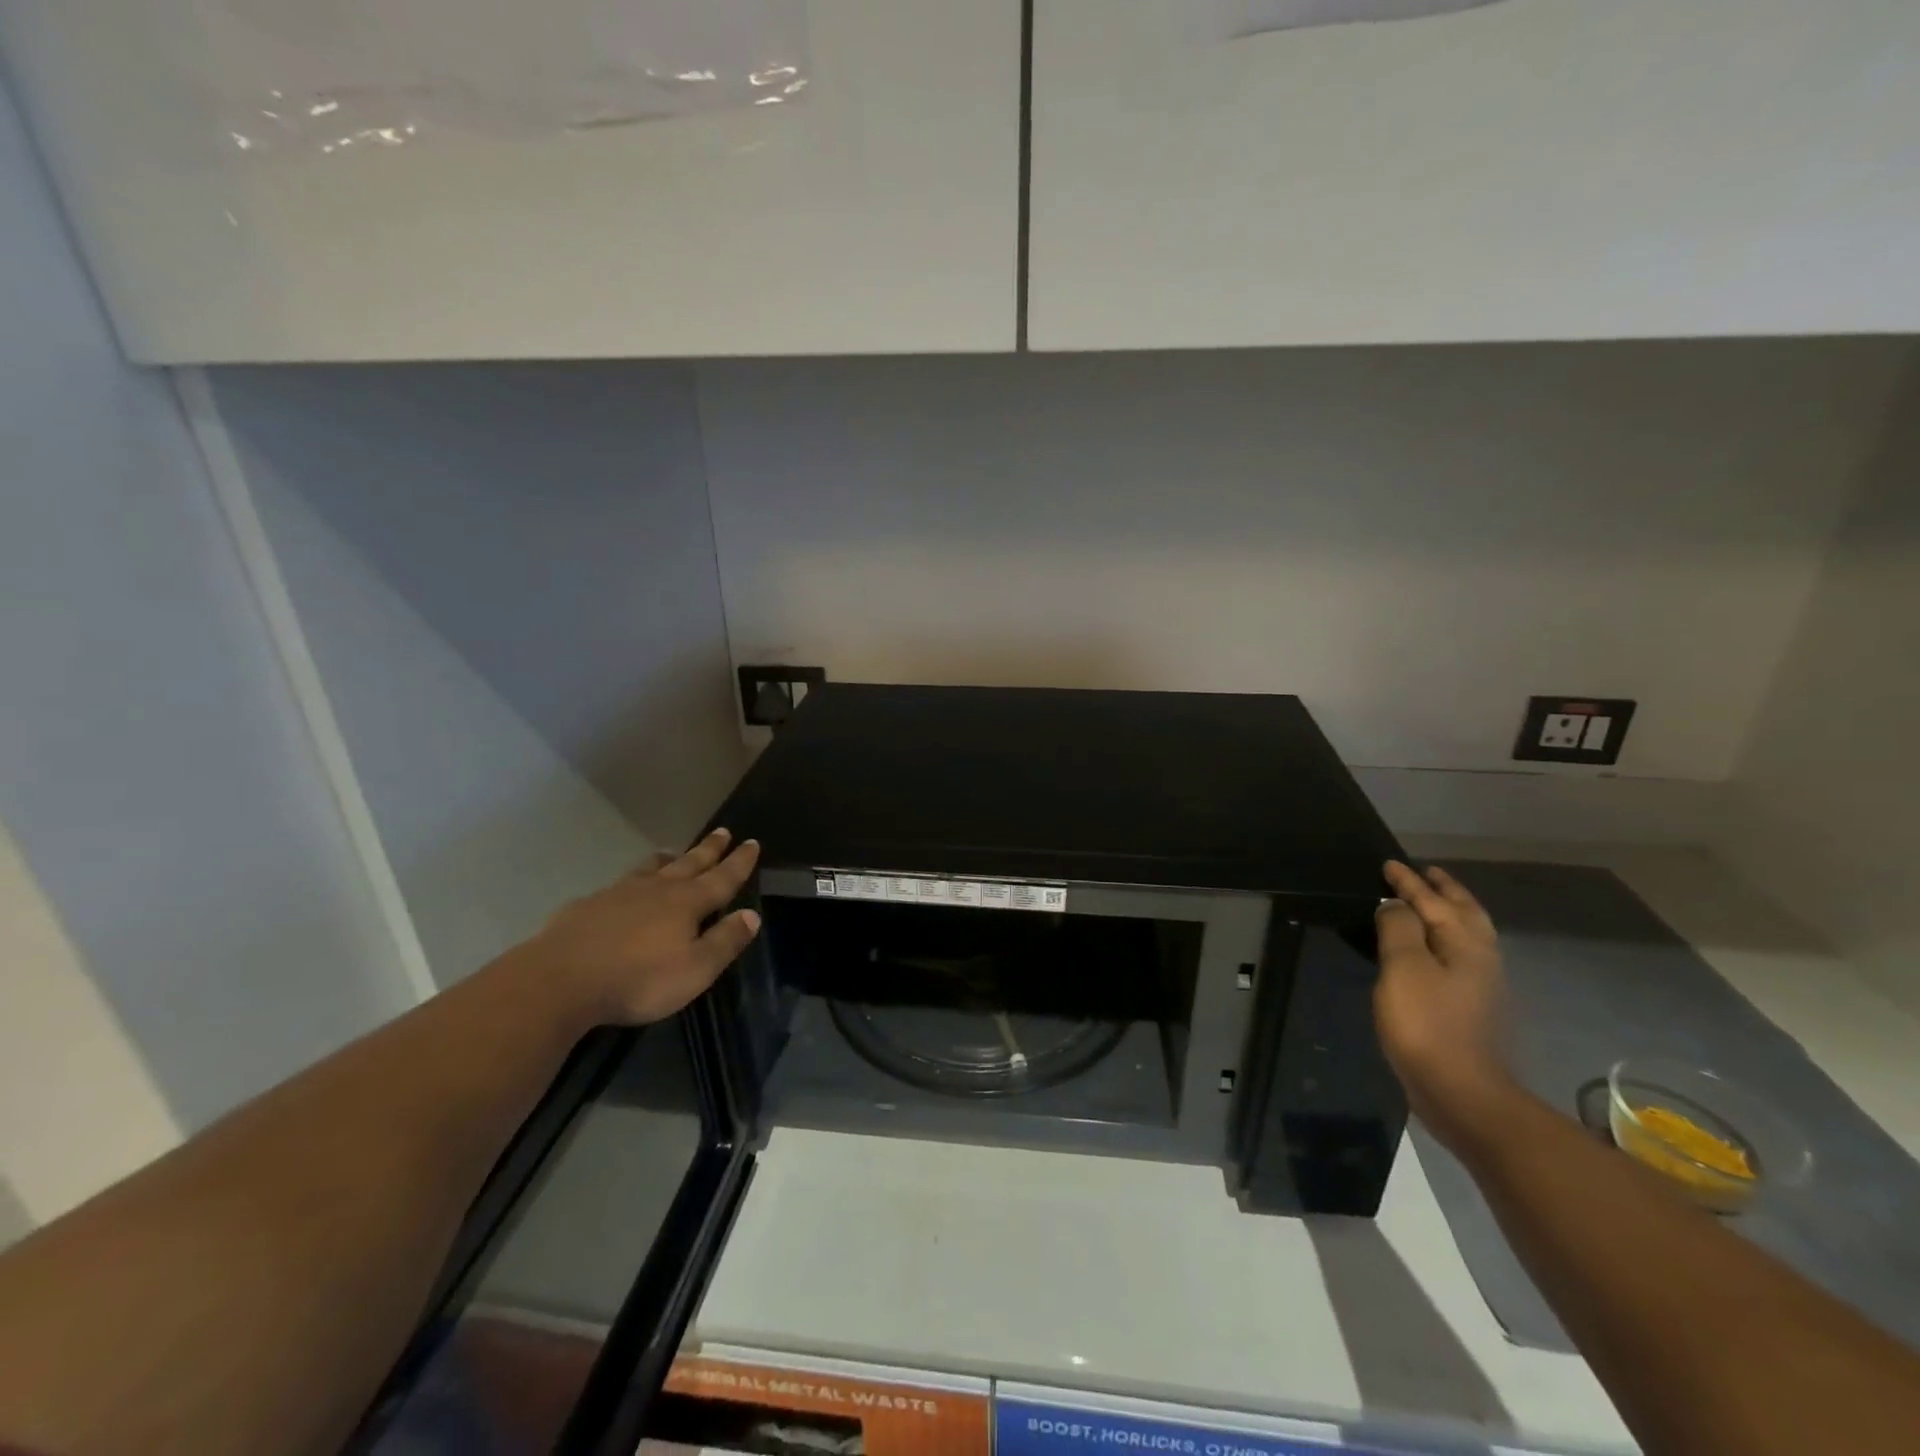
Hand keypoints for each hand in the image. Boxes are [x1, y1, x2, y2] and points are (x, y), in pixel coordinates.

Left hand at [526, 829, 762, 1025]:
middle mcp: (657, 890)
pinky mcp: (588, 906)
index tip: (752, 842)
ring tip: (675, 851)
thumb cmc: (638, 979)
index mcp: (687, 903)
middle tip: (723, 831)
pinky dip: (632, 880)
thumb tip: (752, 915)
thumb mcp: (695, 969)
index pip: (722, 878)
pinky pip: (618, 885)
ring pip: (651, 868)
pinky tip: (624, 888)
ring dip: (669, 858)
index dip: (739, 862)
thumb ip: (725, 941)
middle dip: (709, 849)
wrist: (559, 981)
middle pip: (689, 863)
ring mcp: (619, 894)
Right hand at [1374, 860, 1515, 1149]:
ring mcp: (1481, 985)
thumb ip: (1399, 928)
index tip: (1389, 864)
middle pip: (1464, 913)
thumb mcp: (1404, 968)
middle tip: (1426, 873)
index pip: (1433, 900)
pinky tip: (1433, 950)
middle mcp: (1480, 958)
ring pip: (1468, 935)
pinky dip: (1446, 939)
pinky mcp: (1472, 1008)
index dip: (1408, 882)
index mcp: (1465, 943)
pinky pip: (1460, 956)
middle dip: (1445, 891)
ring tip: (1430, 903)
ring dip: (1450, 913)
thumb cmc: (1427, 1024)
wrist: (1462, 1093)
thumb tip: (1394, 904)